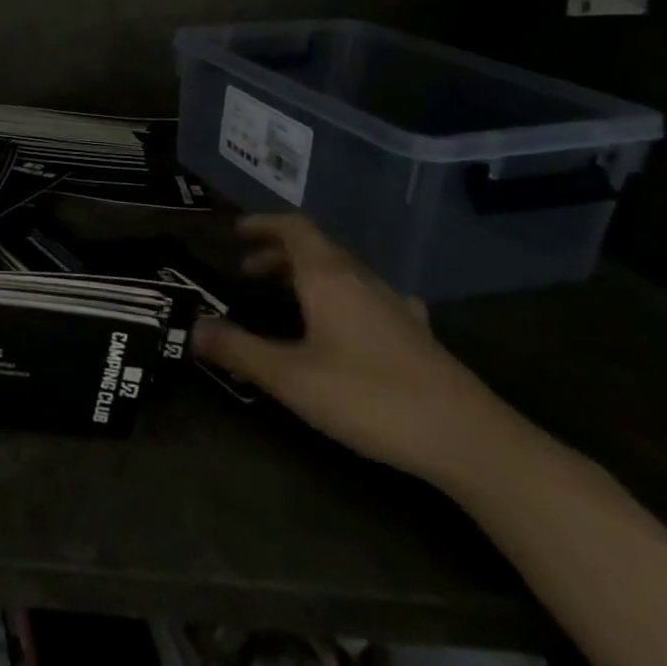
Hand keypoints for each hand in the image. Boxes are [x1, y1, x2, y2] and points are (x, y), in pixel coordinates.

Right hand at [194, 215, 516, 484]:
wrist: (472, 441)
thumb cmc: (371, 398)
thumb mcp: (291, 378)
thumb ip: (239, 350)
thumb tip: (194, 327)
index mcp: (330, 279)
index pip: (295, 228)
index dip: (264, 224)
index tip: (236, 232)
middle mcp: (363, 281)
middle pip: (318, 249)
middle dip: (279, 254)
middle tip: (248, 273)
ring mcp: (396, 307)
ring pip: (345, 274)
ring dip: (309, 276)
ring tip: (287, 298)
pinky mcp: (417, 335)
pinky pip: (370, 298)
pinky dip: (344, 298)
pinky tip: (348, 324)